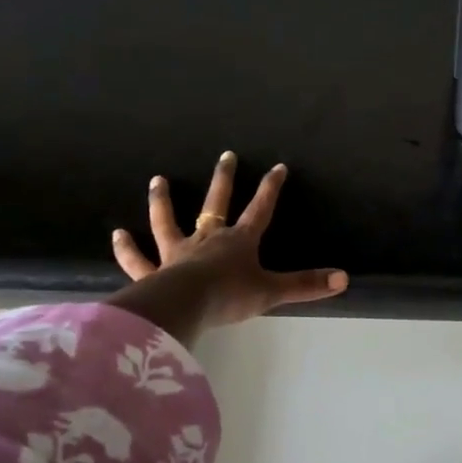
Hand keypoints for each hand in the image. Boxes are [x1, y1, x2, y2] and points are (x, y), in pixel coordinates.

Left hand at [105, 152, 346, 342]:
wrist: (185, 306)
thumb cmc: (230, 296)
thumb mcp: (272, 291)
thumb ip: (306, 285)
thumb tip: (344, 278)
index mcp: (239, 242)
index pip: (260, 209)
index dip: (270, 188)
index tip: (278, 166)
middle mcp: (207, 239)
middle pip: (216, 204)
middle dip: (224, 180)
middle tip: (226, 155)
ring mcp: (177, 253)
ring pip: (168, 222)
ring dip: (163, 201)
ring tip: (157, 180)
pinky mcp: (153, 272)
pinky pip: (137, 259)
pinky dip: (127, 248)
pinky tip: (117, 234)